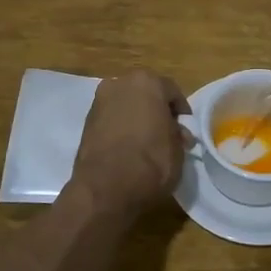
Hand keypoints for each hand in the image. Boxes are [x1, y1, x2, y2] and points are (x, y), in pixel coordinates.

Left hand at [70, 69, 189, 210]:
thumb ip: (177, 134)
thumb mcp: (178, 149)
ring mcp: (100, 101)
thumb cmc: (151, 162)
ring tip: (145, 141)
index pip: (171, 91)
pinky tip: (127, 146)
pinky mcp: (86, 121)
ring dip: (136, 117)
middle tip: (165, 133)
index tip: (185, 129)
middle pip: (145, 93)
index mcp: (148, 82)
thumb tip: (176, 133)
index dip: (181, 112)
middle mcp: (121, 83)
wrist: (105, 188)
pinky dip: (120, 127)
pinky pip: (111, 119)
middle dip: (156, 110)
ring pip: (126, 104)